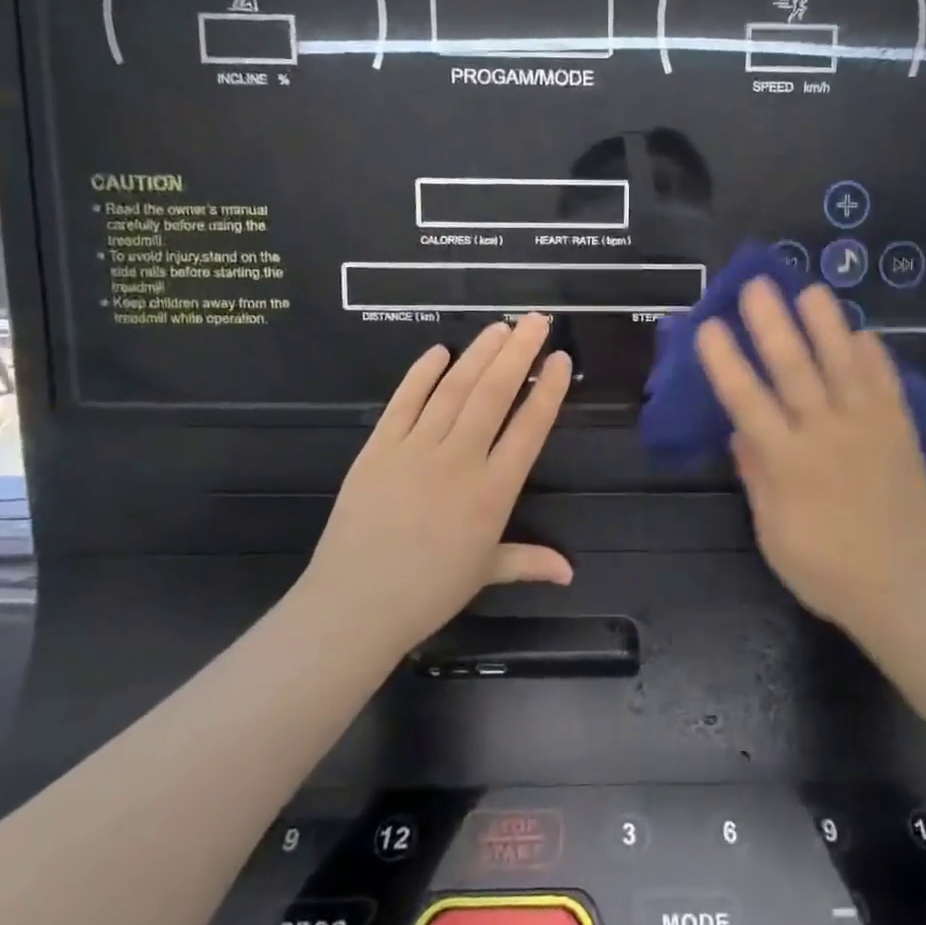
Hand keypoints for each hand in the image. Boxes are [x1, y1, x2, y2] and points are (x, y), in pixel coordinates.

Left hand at [295, 315, 573, 656]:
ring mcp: (416, 449)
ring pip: (454, 389)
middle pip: (494, 395)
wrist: (356, 604)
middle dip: (519, 353)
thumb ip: (529, 561)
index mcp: (493, 492)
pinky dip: (421, 374)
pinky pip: (404, 402)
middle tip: (536, 320)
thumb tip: (570, 572)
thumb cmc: (429, 591)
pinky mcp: (379, 448)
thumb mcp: (486, 573)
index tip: (562, 360)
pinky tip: (439, 351)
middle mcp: (460, 461)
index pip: (529, 429)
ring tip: (499, 327)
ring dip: (479, 354)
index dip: (548, 391)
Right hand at [695, 278, 925, 636]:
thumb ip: (757, 476)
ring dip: (826, 324)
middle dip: (772, 324)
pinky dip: (875, 356)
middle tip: (756, 285)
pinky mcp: (900, 433)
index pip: (747, 401)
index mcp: (788, 463)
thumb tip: (740, 431)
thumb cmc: (824, 569)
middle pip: (794, 369)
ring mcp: (869, 429)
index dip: (725, 361)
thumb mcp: (772, 532)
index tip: (708, 326)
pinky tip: (863, 332)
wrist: (901, 590)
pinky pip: (887, 385)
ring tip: (811, 289)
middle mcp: (826, 435)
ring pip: (844, 365)